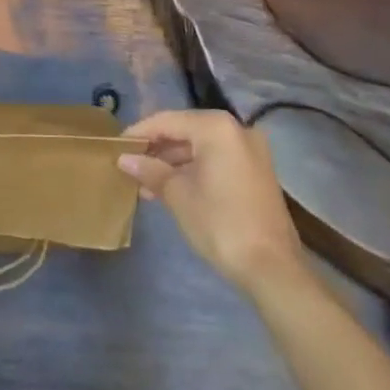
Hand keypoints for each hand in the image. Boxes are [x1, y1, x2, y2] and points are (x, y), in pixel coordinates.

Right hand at [118, 110, 309, 294]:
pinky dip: (194, 170)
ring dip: (174, 162)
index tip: (117, 146)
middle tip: (130, 165)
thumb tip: (124, 159)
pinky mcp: (256, 172)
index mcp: (216, 127)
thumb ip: (150, 170)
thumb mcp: (178, 195)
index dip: (140, 133)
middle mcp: (236, 129)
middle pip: (186, 131)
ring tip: (146, 183)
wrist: (272, 269)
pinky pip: (217, 160)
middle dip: (157, 149)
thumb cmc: (220, 223)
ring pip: (201, 147)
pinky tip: (171, 188)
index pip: (168, 121)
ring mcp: (250, 150)